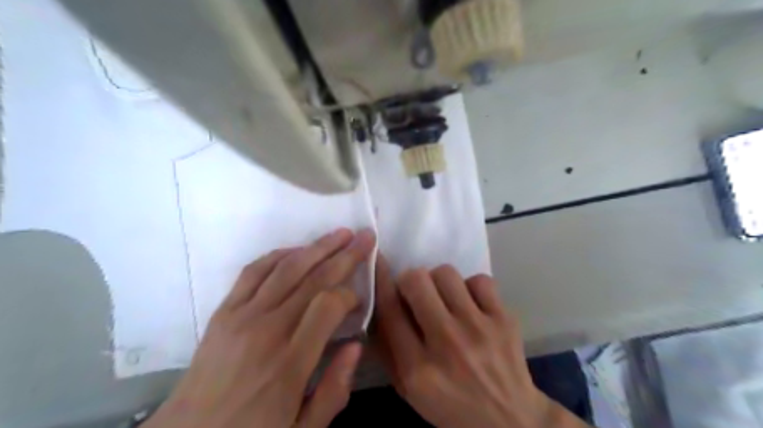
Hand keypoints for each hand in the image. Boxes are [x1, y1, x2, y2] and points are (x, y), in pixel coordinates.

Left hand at [144, 228, 373, 427]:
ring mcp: (242, 316)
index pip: (328, 306)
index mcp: (289, 363)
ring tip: (340, 234)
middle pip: (313, 279)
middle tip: (366, 237)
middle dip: (345, 255)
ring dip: (317, 246)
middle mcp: (267, 330)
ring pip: (287, 268)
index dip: (350, 295)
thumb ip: (335, 389)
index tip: (359, 299)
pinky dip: (279, 254)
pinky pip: (254, 271)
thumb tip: (356, 345)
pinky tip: (298, 250)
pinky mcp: (224, 310)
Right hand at [374, 257, 588, 427]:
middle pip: (417, 281)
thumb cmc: (451, 405)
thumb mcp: (408, 390)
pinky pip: (480, 280)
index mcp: (418, 368)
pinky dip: (471, 287)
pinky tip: (471, 304)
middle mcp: (447, 343)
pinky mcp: (504, 319)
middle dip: (410, 280)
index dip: (380, 279)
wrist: (509, 420)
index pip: (389, 309)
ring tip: (445, 298)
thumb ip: (387, 350)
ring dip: (439, 282)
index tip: (378, 262)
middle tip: (417, 293)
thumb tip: (376, 305)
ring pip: (446, 273)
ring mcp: (479, 328)